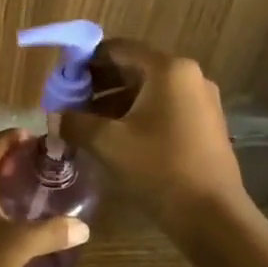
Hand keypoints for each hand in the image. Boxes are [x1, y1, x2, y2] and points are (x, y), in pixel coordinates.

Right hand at [60, 39, 243, 228]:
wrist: (213, 217)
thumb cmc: (158, 168)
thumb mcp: (107, 143)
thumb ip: (75, 122)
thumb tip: (55, 116)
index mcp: (168, 69)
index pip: (117, 49)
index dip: (84, 62)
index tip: (62, 82)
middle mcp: (189, 76)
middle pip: (133, 69)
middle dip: (98, 85)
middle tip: (70, 105)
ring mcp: (201, 101)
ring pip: (147, 91)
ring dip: (114, 103)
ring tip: (86, 125)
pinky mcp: (205, 125)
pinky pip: (163, 108)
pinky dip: (136, 116)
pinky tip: (115, 139)